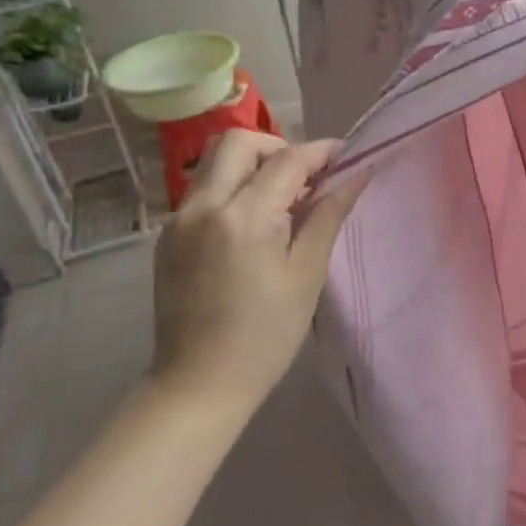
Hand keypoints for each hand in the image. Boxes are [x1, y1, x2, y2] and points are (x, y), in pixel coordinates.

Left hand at [151, 132, 366, 413]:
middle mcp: (203, 206)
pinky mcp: (168, 235)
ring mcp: (178, 219)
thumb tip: (357, 173)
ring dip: (254, 165)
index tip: (346, 157)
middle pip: (239, 141)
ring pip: (216, 161)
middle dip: (279, 148)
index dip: (321, 152)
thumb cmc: (266, 335)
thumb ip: (328, 215)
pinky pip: (204, 189)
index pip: (287, 160)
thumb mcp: (307, 274)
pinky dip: (233, 188)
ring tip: (283, 201)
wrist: (198, 384)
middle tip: (306, 179)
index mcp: (243, 218)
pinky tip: (254, 224)